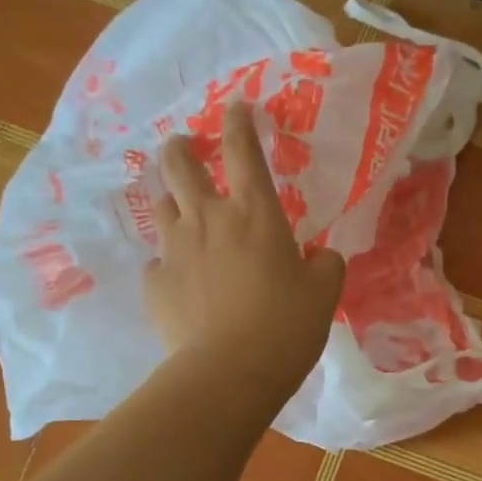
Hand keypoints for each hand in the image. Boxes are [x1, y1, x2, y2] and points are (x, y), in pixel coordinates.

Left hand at [145, 103, 344, 393]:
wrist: (229, 372)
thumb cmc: (286, 326)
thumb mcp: (325, 295)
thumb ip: (326, 265)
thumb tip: (321, 257)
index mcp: (256, 214)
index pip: (243, 150)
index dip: (239, 122)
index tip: (238, 108)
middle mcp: (209, 219)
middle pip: (180, 163)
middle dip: (182, 147)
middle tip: (186, 147)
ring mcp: (175, 249)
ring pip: (162, 206)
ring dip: (172, 201)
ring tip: (183, 214)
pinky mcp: (155, 283)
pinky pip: (157, 261)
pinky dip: (169, 262)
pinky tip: (181, 280)